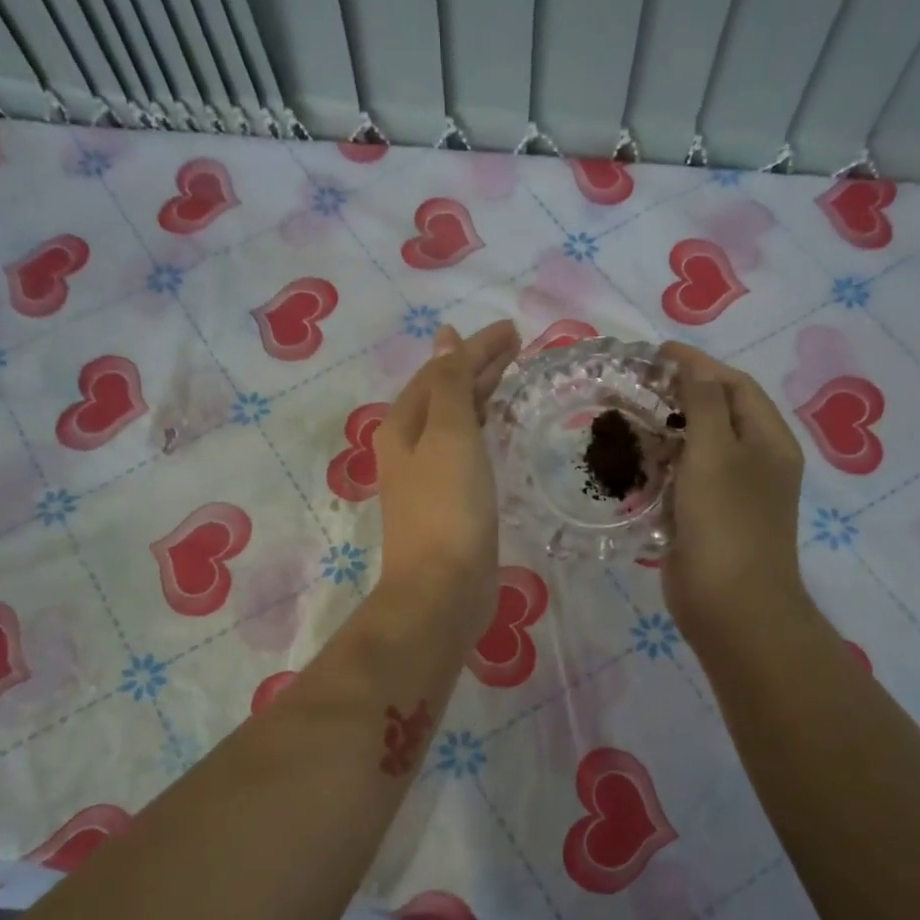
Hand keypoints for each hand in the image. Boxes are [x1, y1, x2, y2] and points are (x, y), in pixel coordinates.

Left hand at [374, 321, 518, 641]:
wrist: (442, 589)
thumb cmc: (446, 506)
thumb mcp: (448, 434)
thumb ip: (449, 384)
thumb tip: (445, 339)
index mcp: (403, 425)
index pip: (440, 371)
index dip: (475, 348)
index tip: (514, 330)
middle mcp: (409, 447)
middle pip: (444, 393)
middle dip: (477, 366)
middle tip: (517, 346)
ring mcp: (427, 478)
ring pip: (454, 422)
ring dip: (478, 396)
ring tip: (507, 376)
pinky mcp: (449, 503)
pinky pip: (465, 451)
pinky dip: (481, 430)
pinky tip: (496, 429)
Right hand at [659, 343, 809, 651]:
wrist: (731, 605)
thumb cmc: (726, 522)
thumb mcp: (716, 452)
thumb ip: (703, 403)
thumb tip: (692, 364)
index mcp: (769, 441)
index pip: (734, 386)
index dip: (697, 365)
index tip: (655, 353)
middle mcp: (755, 462)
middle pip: (716, 414)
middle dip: (677, 396)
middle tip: (635, 385)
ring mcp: (730, 493)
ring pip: (696, 448)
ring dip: (664, 432)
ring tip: (626, 418)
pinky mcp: (705, 519)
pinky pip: (683, 480)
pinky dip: (660, 467)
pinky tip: (633, 463)